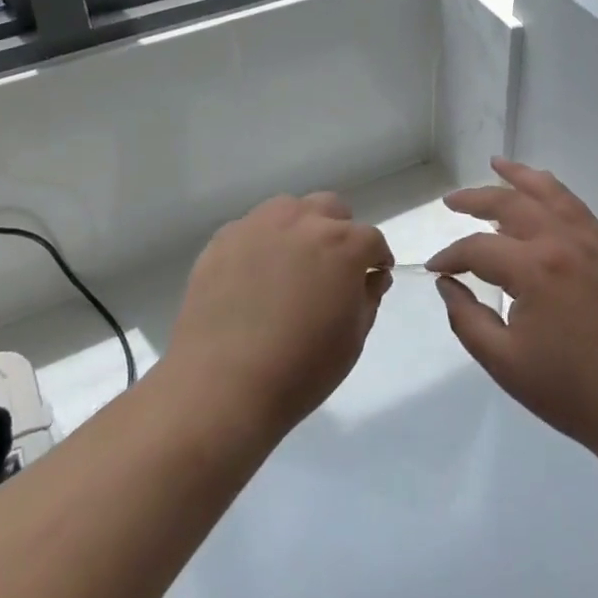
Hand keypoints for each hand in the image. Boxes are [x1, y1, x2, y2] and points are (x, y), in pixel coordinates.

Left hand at [165, 192, 393, 437]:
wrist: (222, 387)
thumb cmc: (300, 369)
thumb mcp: (352, 339)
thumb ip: (368, 297)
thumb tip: (372, 276)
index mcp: (342, 244)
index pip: (371, 239)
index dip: (376, 259)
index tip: (372, 277)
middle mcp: (302, 221)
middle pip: (331, 210)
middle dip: (339, 233)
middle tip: (332, 268)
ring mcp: (258, 225)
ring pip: (290, 209)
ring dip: (300, 229)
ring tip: (292, 265)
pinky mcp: (223, 239)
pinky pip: (252, 229)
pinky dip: (262, 244)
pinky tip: (255, 277)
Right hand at [429, 158, 597, 457]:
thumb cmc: (570, 390)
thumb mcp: (505, 363)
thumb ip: (467, 319)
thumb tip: (447, 283)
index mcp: (534, 269)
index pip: (479, 248)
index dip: (450, 256)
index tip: (434, 268)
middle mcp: (562, 241)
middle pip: (511, 203)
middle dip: (475, 199)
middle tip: (450, 202)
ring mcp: (590, 241)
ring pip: (549, 192)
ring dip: (519, 176)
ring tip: (496, 164)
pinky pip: (576, 206)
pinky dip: (553, 190)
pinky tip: (542, 190)